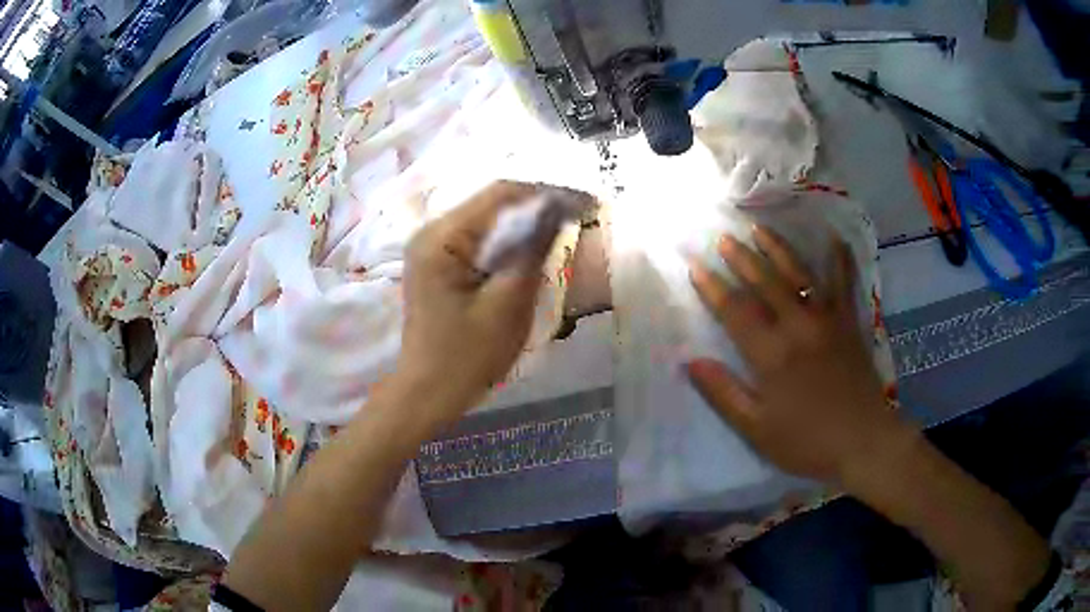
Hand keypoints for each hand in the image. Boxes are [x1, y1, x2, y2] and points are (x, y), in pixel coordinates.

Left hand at [394, 181, 560, 418]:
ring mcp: (432, 247)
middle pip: (492, 203)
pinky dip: (509, 240)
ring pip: (488, 219)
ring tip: (565, 226)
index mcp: (441, 238)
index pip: (500, 194)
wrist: (427, 394)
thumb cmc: (466, 357)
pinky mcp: (439, 263)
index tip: (586, 202)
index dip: (547, 192)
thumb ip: (532, 251)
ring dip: (526, 222)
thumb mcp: (507, 304)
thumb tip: (557, 208)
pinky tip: (533, 247)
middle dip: (538, 205)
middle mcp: (431, 232)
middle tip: (580, 214)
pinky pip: (480, 239)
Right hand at [686, 227, 909, 484]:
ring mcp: (827, 320)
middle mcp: (798, 326)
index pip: (735, 311)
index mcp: (772, 354)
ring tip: (759, 228)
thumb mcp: (758, 430)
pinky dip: (840, 259)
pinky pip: (844, 283)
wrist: (864, 443)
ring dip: (777, 249)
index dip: (712, 288)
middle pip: (764, 283)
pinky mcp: (849, 323)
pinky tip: (835, 238)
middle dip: (740, 258)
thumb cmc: (808, 442)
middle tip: (722, 237)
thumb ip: (724, 394)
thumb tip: (690, 361)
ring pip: (798, 274)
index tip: (694, 265)